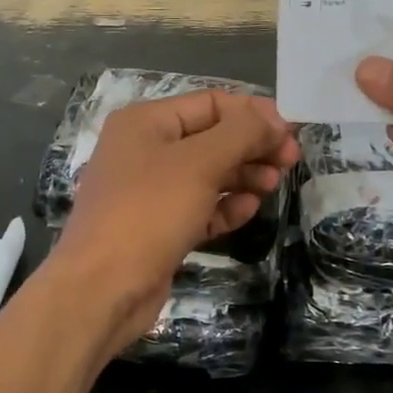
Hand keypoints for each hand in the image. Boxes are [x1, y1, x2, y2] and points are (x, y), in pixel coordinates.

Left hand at [49, 92, 298, 359]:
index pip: (211, 103)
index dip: (253, 113)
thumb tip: (276, 120)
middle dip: (251, 146)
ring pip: (207, 173)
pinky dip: (224, 206)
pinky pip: (199, 206)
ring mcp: (149, 190)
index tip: (290, 132)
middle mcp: (144, 149)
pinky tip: (248, 211)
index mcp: (145, 122)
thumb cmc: (149, 212)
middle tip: (289, 162)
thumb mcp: (199, 163)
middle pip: (211, 137)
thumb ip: (242, 134)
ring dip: (243, 176)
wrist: (101, 289)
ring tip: (272, 186)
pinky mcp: (157, 226)